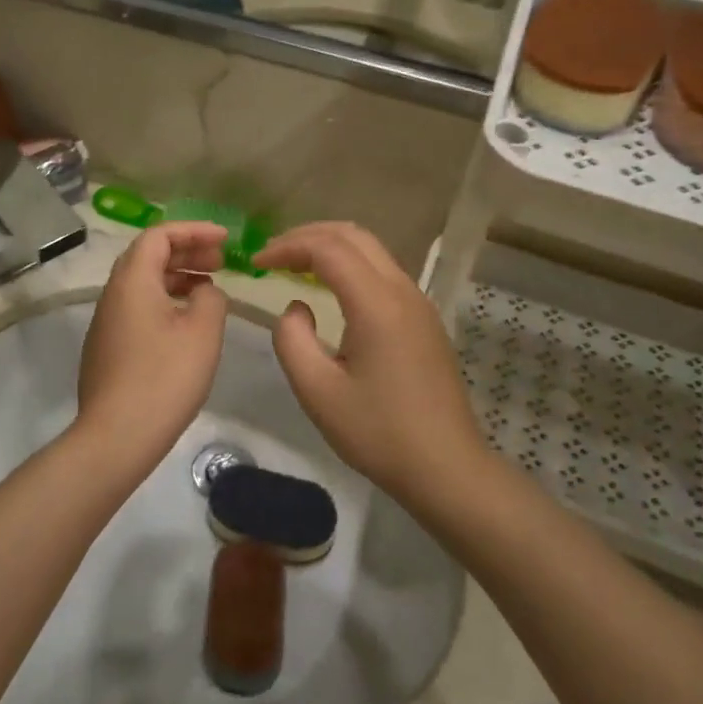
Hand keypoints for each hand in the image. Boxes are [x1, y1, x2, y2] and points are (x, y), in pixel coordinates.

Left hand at [76, 222, 229, 465]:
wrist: (117, 436)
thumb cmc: (164, 378)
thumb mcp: (202, 332)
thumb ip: (211, 298)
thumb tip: (204, 291)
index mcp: (132, 280)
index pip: (159, 235)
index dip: (194, 231)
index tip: (226, 239)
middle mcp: (113, 294)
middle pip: (148, 255)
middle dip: (187, 251)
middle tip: (222, 261)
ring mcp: (106, 322)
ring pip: (143, 283)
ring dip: (177, 277)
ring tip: (210, 288)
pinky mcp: (107, 347)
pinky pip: (138, 307)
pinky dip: (165, 300)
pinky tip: (187, 322)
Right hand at [254, 223, 486, 493]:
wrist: (446, 468)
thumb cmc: (378, 433)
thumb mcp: (318, 392)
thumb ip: (292, 339)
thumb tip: (296, 306)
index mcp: (377, 304)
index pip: (327, 248)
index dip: (287, 246)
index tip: (256, 263)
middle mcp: (402, 291)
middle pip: (353, 235)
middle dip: (308, 235)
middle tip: (273, 253)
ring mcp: (419, 303)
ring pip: (372, 250)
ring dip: (330, 247)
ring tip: (294, 265)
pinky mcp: (424, 319)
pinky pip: (383, 271)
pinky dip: (350, 265)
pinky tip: (330, 288)